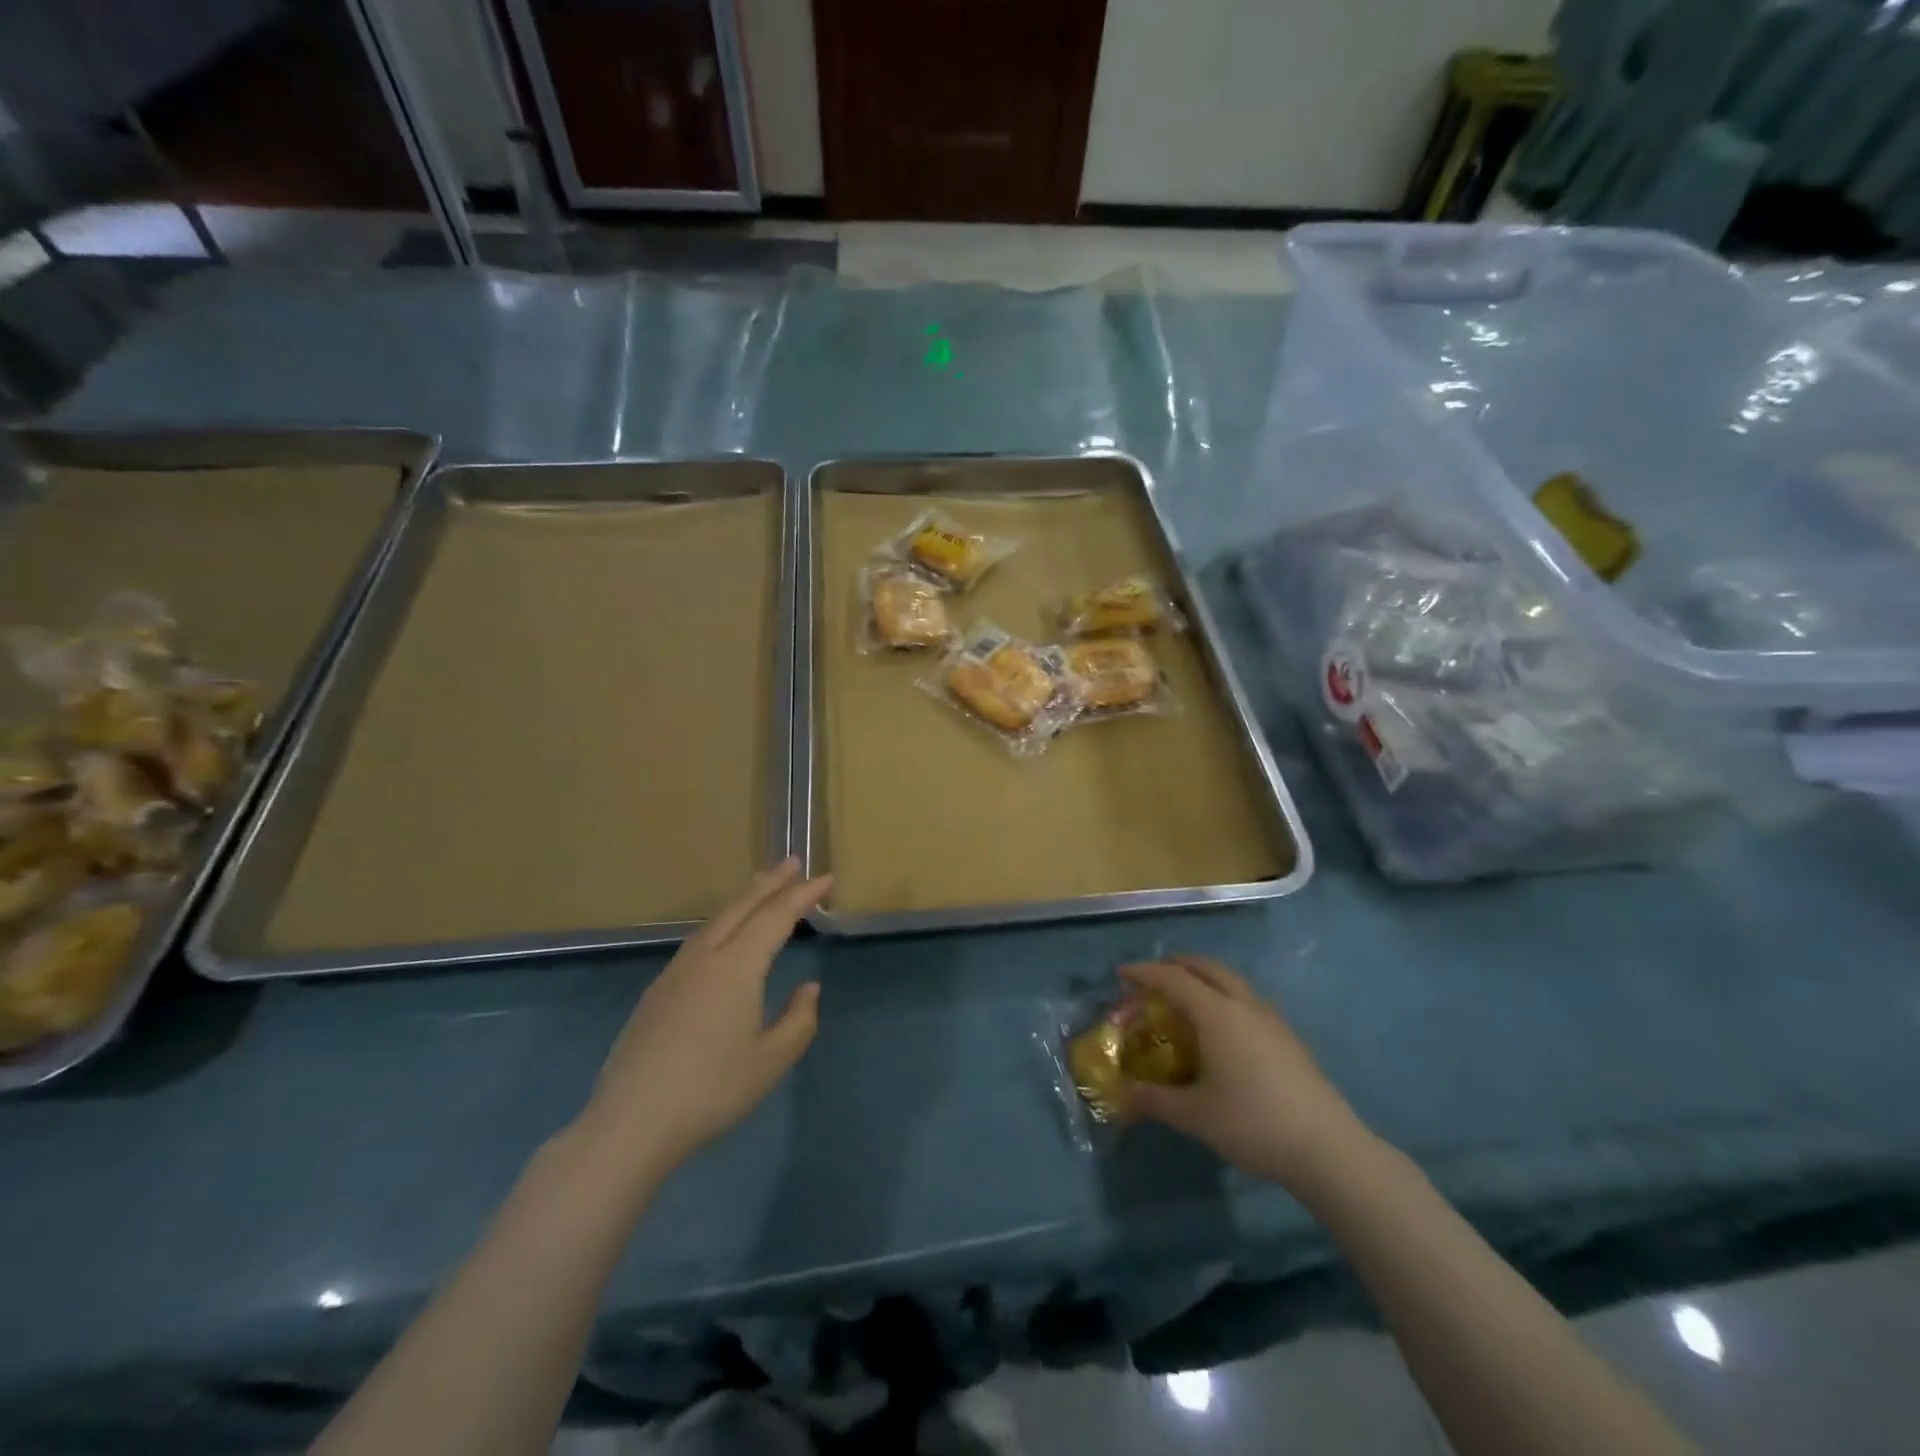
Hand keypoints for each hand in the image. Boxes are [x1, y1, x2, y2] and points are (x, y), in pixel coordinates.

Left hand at [577, 858, 830, 1180]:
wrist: (631, 1122)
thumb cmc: (711, 1091)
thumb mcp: (771, 1061)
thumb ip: (798, 1020)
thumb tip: (808, 988)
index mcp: (736, 967)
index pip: (776, 917)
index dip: (803, 895)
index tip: (826, 879)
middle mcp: (705, 957)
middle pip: (741, 906)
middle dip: (770, 881)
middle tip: (792, 861)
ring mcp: (676, 972)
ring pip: (715, 919)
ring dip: (743, 898)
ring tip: (763, 888)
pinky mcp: (658, 990)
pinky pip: (698, 938)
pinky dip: (722, 921)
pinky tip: (724, 934)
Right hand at [1120, 956, 1374, 1194]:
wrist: (1328, 1149)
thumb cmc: (1253, 1124)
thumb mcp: (1195, 1116)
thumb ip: (1154, 1100)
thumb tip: (1122, 1093)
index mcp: (1217, 1014)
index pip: (1173, 979)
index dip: (1144, 973)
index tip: (1121, 975)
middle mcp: (1244, 1005)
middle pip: (1207, 967)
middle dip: (1177, 965)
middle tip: (1154, 977)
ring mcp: (1271, 1019)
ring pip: (1231, 981)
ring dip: (1204, 978)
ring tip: (1186, 999)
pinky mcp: (1288, 1037)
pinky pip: (1247, 999)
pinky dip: (1224, 996)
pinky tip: (1222, 1029)